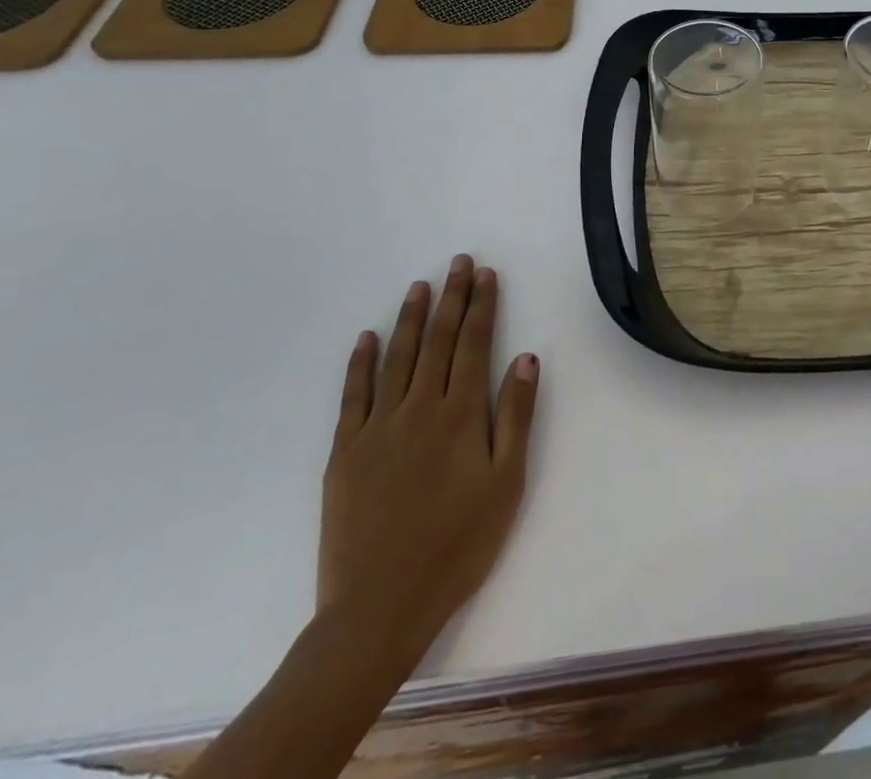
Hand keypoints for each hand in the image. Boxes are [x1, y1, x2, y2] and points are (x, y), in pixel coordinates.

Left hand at [318, 255, 539, 658]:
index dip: (482, 305)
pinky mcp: (345, 452)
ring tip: (420, 286)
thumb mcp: (506, 483)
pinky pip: (353, 396)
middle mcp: (419, 408)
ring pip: (397, 358)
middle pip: (437, 340)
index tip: (486, 274)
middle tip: (458, 263)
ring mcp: (378, 428)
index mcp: (461, 414)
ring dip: (409, 318)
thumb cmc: (458, 545)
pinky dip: (359, 363)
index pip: (474, 344)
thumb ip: (516, 416)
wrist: (379, 607)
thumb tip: (525, 357)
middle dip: (451, 298)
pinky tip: (365, 338)